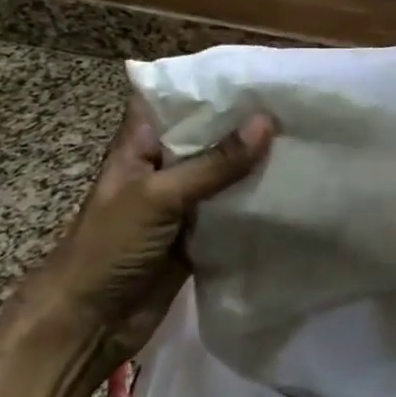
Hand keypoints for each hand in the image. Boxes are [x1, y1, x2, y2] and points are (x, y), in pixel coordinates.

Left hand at [25, 95, 273, 368]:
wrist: (90, 325)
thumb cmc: (109, 248)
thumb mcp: (159, 196)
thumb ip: (214, 163)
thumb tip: (267, 121)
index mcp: (141, 144)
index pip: (174, 98)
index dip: (209, 83)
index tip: (256, 71)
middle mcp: (164, 166)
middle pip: (208, 134)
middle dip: (246, 121)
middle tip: (296, 102)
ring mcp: (183, 201)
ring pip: (225, 171)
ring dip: (257, 160)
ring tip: (305, 136)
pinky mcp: (201, 232)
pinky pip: (234, 208)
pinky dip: (257, 199)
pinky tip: (295, 184)